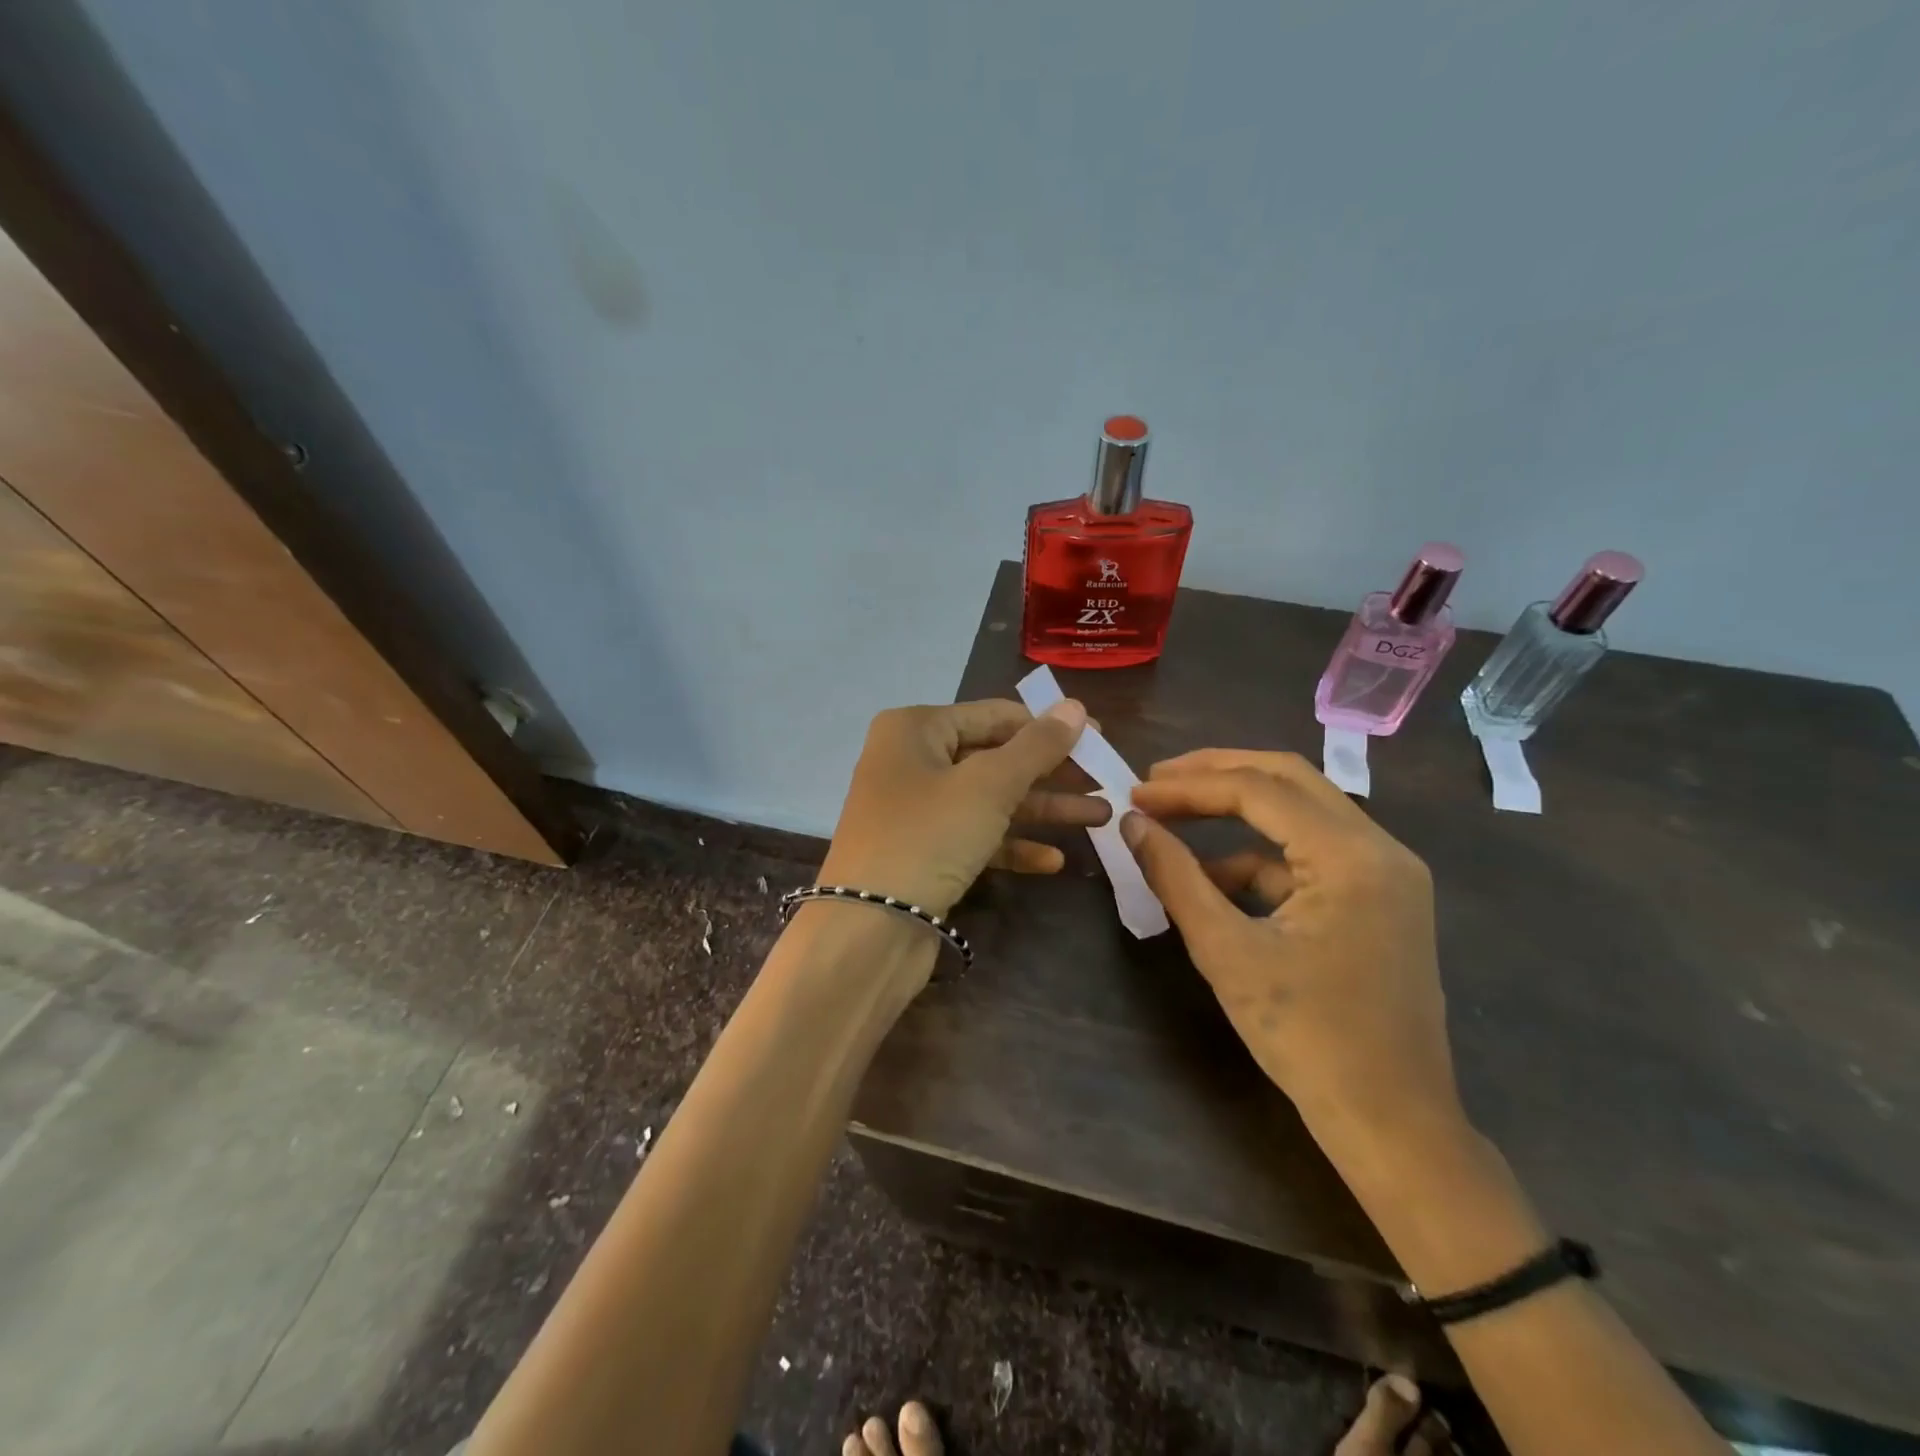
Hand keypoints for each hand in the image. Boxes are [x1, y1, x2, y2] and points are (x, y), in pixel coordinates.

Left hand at [819, 699, 1107, 917]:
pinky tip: (1054, 860)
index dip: (1049, 726)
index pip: (995, 715)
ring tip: (1100, 818)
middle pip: (995, 758)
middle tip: (1106, 781)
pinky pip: (975, 837)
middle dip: (1051, 773)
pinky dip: (1012, 844)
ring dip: (1042, 810)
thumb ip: (1036, 746)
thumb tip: (1076, 707)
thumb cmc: (929, 835)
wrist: (870, 928)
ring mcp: (916, 809)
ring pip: (989, 800)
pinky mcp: (923, 852)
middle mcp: (912, 761)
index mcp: (916, 728)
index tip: (1100, 739)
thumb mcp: (989, 785)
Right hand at [1120, 749, 1462, 1151]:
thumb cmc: (1306, 1038)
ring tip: (1175, 822)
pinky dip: (1260, 857)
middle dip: (1216, 773)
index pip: (1259, 790)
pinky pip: (1311, 854)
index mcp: (1352, 856)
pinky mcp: (1380, 897)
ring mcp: (1387, 872)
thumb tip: (1132, 824)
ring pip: (1301, 811)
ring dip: (1237, 812)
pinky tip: (1216, 881)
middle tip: (1157, 781)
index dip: (1189, 786)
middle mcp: (1380, 847)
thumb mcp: (1226, 952)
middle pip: (1289, 779)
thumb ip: (1176, 877)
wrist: (1391, 1121)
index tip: (1135, 794)